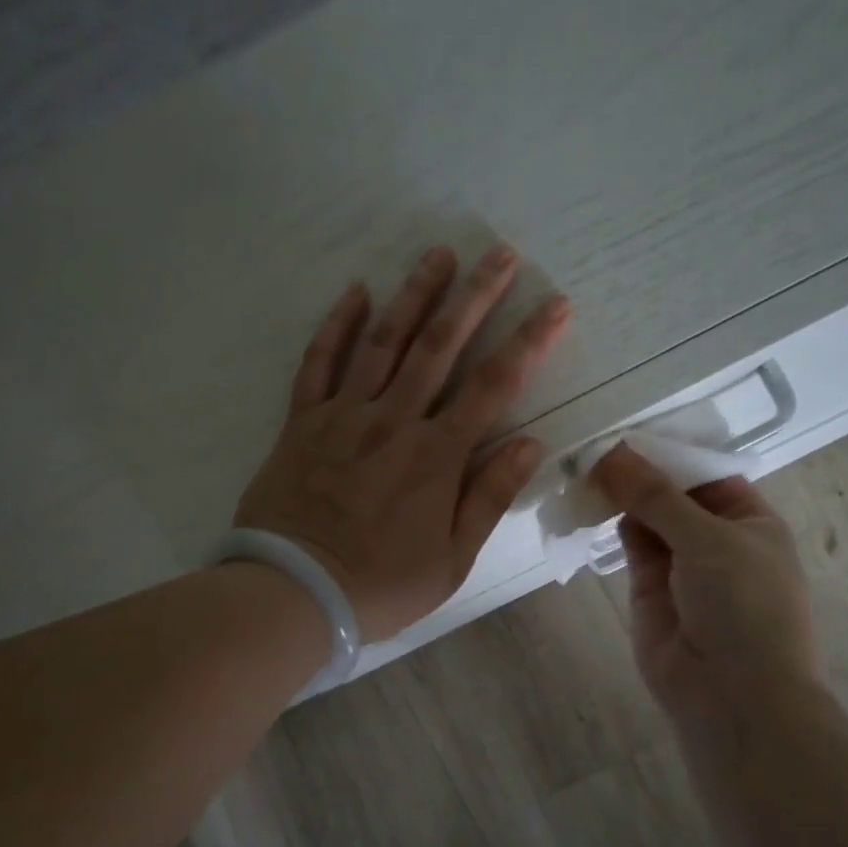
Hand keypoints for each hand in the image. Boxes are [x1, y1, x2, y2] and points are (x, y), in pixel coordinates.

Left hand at [235, 245, 570, 640]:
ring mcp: (343, 416)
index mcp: (436, 456)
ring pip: (383, 342)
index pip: (493, 386)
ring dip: (413, 295)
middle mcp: (393, 422)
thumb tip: (531, 443)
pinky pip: (318, 362)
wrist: (292, 593)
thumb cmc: (380, 585)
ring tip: (438, 254)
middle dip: (475, 295)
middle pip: (440, 346)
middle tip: (501, 253)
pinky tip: (356, 291)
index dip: (529, 342)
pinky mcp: (302, 422)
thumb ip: (489, 497)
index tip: (555, 304)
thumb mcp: (451, 560)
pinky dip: (336, 325)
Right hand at [590, 443, 819, 741]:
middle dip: (640, 471)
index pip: (707, 472)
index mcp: (750, 520)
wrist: (732, 696)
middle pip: (673, 492)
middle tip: (595, 444)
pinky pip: (631, 544)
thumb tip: (611, 452)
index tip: (627, 428)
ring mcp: (682, 563)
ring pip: (648, 516)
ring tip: (586, 467)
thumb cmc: (743, 605)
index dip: (670, 451)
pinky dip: (614, 522)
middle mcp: (717, 537)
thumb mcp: (708, 538)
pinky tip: (592, 501)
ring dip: (622, 495)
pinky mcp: (650, 587)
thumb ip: (656, 495)